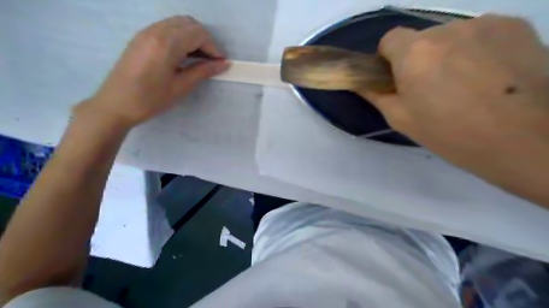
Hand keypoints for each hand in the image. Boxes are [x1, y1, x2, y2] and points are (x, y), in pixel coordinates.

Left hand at [80, 15, 230, 126]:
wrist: (116, 104)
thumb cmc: (151, 99)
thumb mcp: (181, 87)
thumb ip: (203, 71)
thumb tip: (224, 64)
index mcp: (167, 43)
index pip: (199, 34)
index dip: (214, 47)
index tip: (220, 63)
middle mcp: (156, 30)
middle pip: (189, 23)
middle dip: (205, 40)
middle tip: (210, 60)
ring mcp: (146, 32)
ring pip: (177, 23)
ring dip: (192, 37)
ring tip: (198, 58)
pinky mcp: (140, 37)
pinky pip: (166, 28)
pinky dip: (180, 36)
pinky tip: (182, 55)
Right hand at [358, 16, 548, 203]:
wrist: (523, 140)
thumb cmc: (449, 133)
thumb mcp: (401, 119)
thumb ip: (376, 95)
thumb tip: (362, 83)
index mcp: (414, 53)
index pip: (390, 38)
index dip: (389, 57)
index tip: (397, 77)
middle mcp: (446, 29)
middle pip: (421, 38)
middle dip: (419, 58)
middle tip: (432, 88)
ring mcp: (483, 24)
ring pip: (451, 36)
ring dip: (449, 53)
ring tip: (465, 84)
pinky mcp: (515, 25)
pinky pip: (480, 34)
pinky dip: (477, 49)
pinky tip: (490, 75)